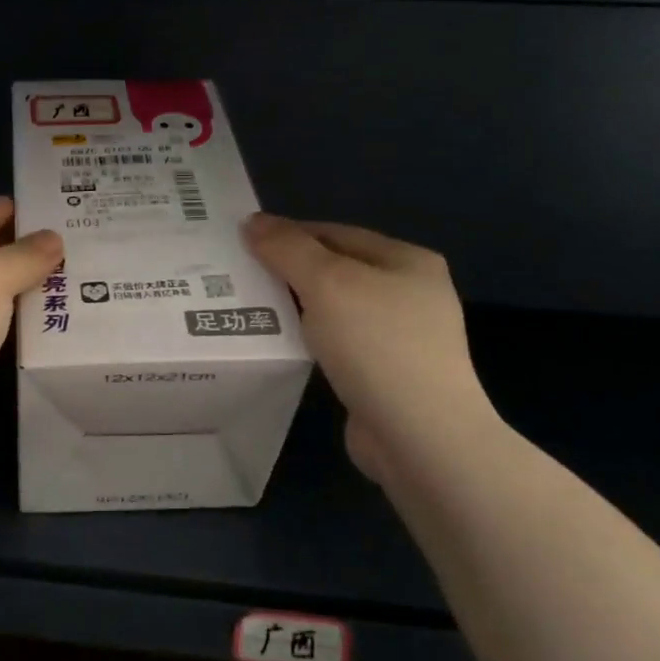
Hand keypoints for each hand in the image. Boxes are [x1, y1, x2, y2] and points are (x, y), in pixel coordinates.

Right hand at [243, 214, 499, 478]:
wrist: (421, 438)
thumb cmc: (378, 345)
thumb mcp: (327, 283)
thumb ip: (287, 248)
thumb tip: (252, 222)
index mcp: (406, 260)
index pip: (334, 232)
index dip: (288, 234)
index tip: (242, 243)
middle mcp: (409, 292)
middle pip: (335, 268)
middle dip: (288, 271)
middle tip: (238, 275)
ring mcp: (401, 337)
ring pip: (333, 308)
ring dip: (294, 307)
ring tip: (247, 308)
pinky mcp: (386, 374)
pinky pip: (336, 343)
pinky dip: (308, 339)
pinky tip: (279, 344)